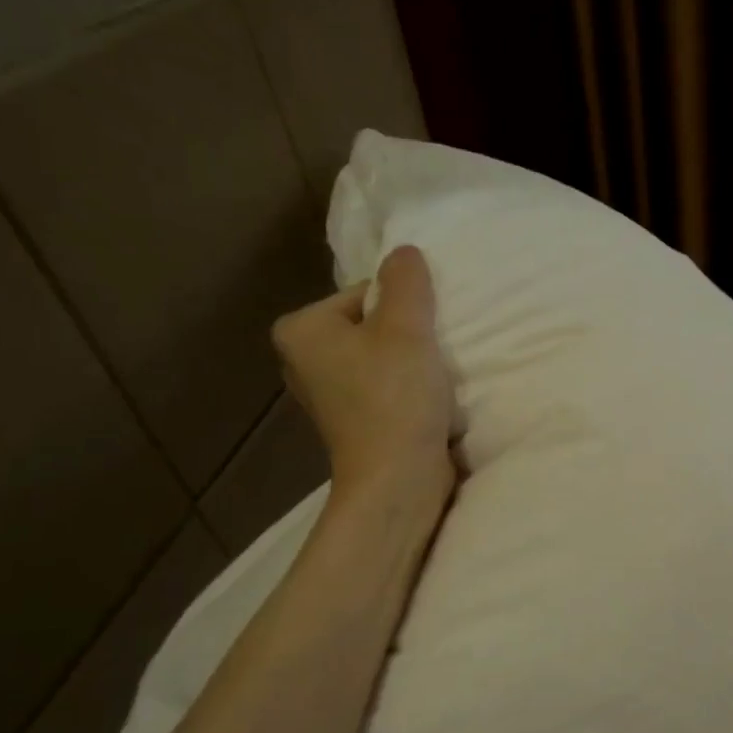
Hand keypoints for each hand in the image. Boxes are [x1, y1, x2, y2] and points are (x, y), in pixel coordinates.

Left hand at [272, 245, 456, 503]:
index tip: (423, 336)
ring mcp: (327, 396)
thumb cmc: (395, 397)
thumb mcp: (406, 326)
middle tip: (430, 356)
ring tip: (431, 382)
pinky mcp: (352, 423)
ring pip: (381, 358)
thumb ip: (407, 281)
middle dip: (407, 336)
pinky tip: (425, 405)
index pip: (365, 294)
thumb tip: (404, 253)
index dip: (404, 309)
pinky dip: (407, 391)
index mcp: (301, 330)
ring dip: (412, 365)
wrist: (397, 480)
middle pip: (372, 325)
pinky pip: (385, 388)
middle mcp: (302, 360)